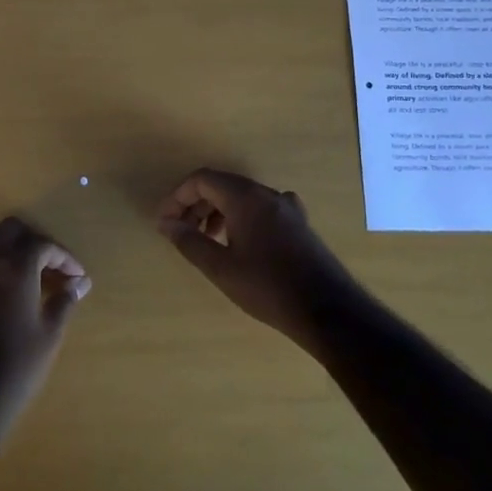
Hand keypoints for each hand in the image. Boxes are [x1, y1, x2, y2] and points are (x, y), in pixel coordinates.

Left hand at [0, 217, 90, 438]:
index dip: (64, 257)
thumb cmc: (19, 366)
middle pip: (7, 231)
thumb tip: (79, 283)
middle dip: (31, 241)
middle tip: (47, 265)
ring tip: (14, 273)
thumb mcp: (50, 334)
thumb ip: (64, 301)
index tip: (77, 277)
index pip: (43, 245)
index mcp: (16, 270)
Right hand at [156, 168, 359, 342]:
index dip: (177, 197)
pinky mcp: (298, 223)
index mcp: (246, 198)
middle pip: (222, 186)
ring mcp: (287, 207)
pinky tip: (236, 245)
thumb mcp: (220, 268)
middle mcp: (268, 194)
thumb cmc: (267, 287)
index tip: (164, 222)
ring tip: (205, 241)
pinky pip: (259, 209)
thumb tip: (166, 224)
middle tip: (180, 233)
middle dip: (195, 205)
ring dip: (216, 213)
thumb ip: (189, 241)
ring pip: (241, 198)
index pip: (202, 180)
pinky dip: (238, 219)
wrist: (327, 310)